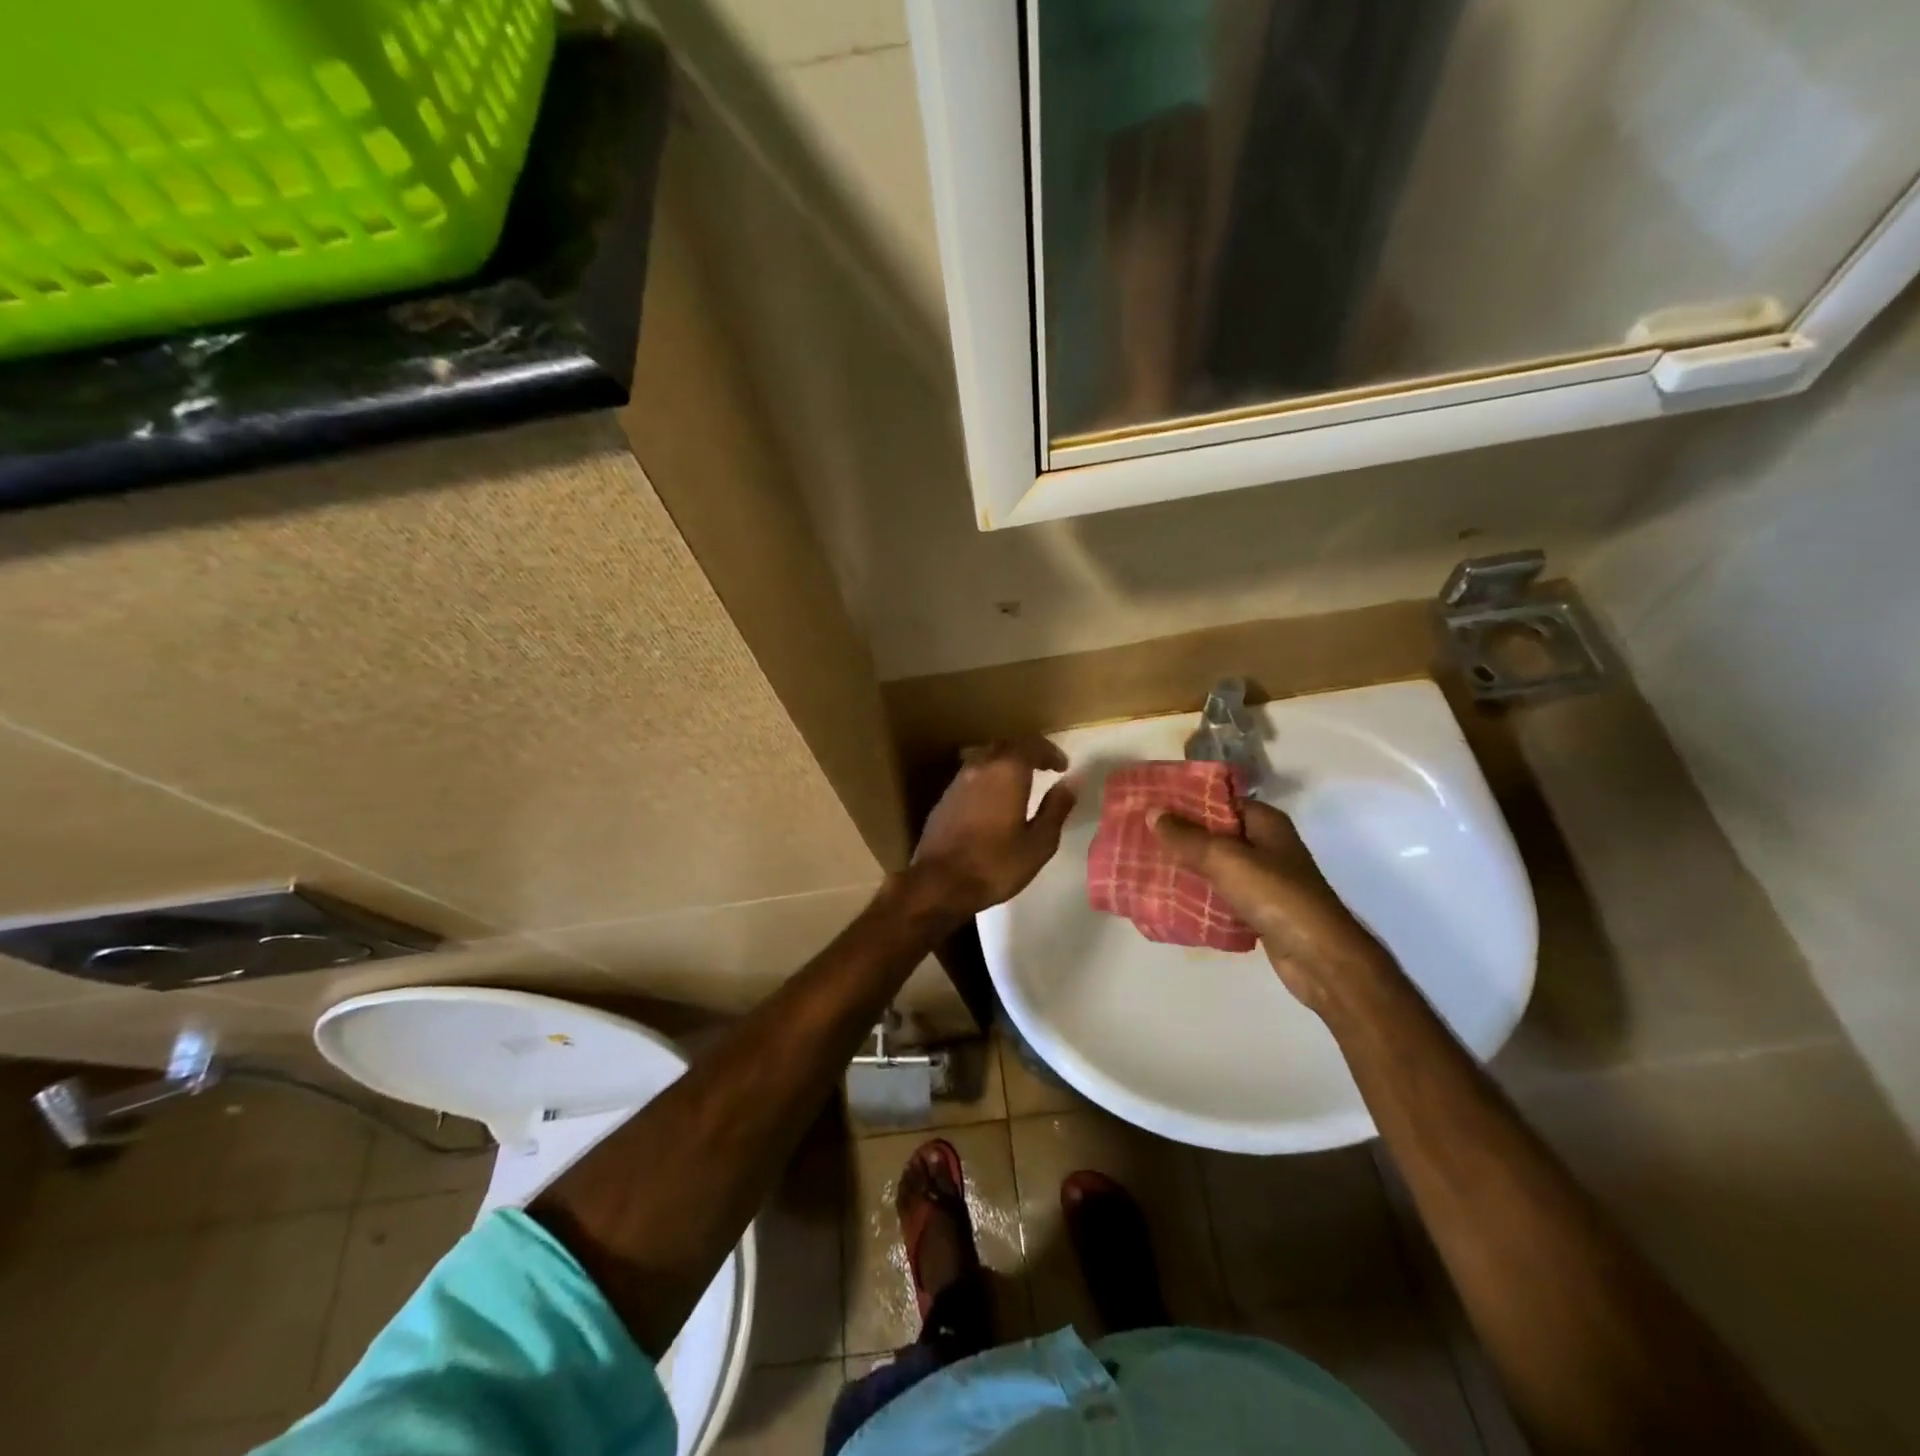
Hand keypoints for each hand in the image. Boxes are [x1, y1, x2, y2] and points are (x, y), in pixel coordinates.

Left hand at [907, 738, 1076, 918]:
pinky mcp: (944, 799)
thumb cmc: (995, 865)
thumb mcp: (1039, 843)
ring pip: (985, 759)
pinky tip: (994, 800)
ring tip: (1020, 782)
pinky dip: (988, 778)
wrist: (938, 883)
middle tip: (1044, 767)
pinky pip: (971, 776)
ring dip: (1005, 764)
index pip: (1031, 745)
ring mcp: (958, 782)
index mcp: (1007, 773)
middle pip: (1006, 746)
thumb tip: (1071, 782)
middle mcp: (980, 768)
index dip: (1050, 752)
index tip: (1062, 767)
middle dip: (1027, 752)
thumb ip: (1056, 808)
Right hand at [1150, 800, 1394, 1013]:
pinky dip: (1199, 894)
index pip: (1220, 800)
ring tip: (1145, 864)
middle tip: (1140, 835)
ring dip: (1186, 866)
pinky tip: (1169, 897)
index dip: (1186, 800)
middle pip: (1215, 833)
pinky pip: (1221, 894)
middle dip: (1180, 835)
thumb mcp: (1226, 859)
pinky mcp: (1258, 909)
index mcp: (1265, 823)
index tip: (1151, 804)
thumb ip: (1187, 837)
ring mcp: (1264, 879)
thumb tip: (1152, 812)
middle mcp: (1266, 845)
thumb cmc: (1276, 896)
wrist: (1319, 958)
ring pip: (1216, 865)